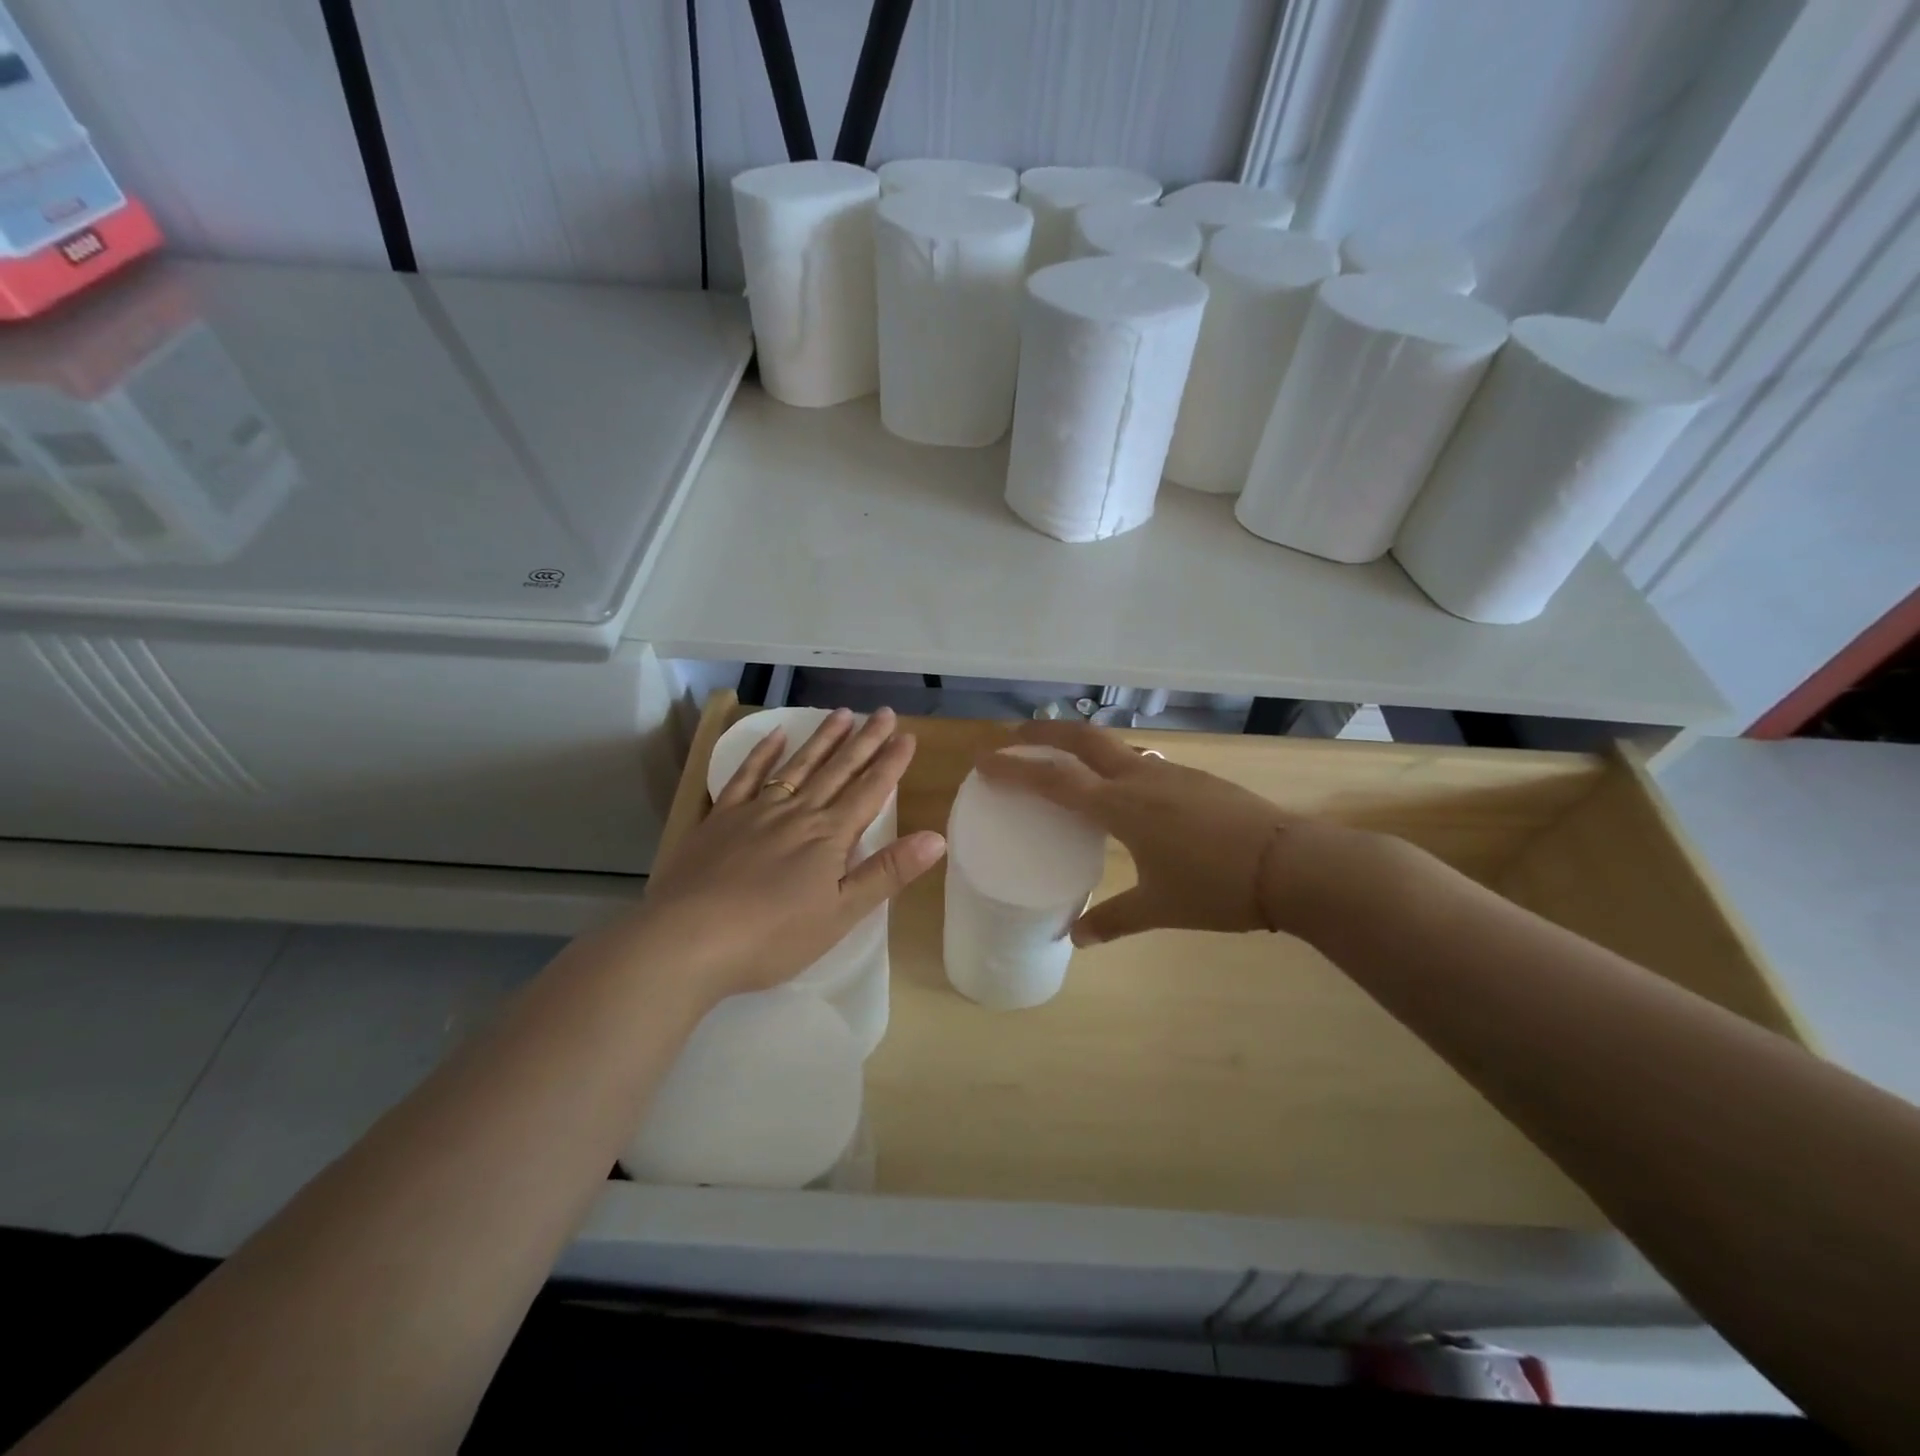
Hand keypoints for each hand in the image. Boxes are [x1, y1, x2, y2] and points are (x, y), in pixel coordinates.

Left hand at [635, 707, 946, 1001]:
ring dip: (823, 740)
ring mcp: (755, 812)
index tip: (907, 735)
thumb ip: (887, 873)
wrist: (688, 939)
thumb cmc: (773, 936)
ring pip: (798, 767)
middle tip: (884, 712)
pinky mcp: (720, 820)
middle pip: (837, 771)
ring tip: (843, 714)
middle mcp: (797, 813)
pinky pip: (746, 777)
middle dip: (864, 741)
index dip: (890, 764)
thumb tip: (936, 838)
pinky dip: (762, 754)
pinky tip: (775, 736)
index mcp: (829, 837)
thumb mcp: (841, 913)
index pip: (869, 792)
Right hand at [976, 719, 1311, 945]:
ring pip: (1115, 746)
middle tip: (1017, 736)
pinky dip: (1116, 764)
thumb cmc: (1216, 887)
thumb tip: (1075, 937)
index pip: (1054, 780)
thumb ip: (1113, 920)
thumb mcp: (1159, 909)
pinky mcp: (1196, 778)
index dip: (1015, 769)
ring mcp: (1172, 773)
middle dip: (1045, 732)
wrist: (1292, 865)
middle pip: (1083, 739)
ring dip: (1083, 745)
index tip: (984, 761)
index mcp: (1121, 806)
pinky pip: (1142, 762)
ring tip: (1066, 761)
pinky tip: (1125, 789)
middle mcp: (1141, 778)